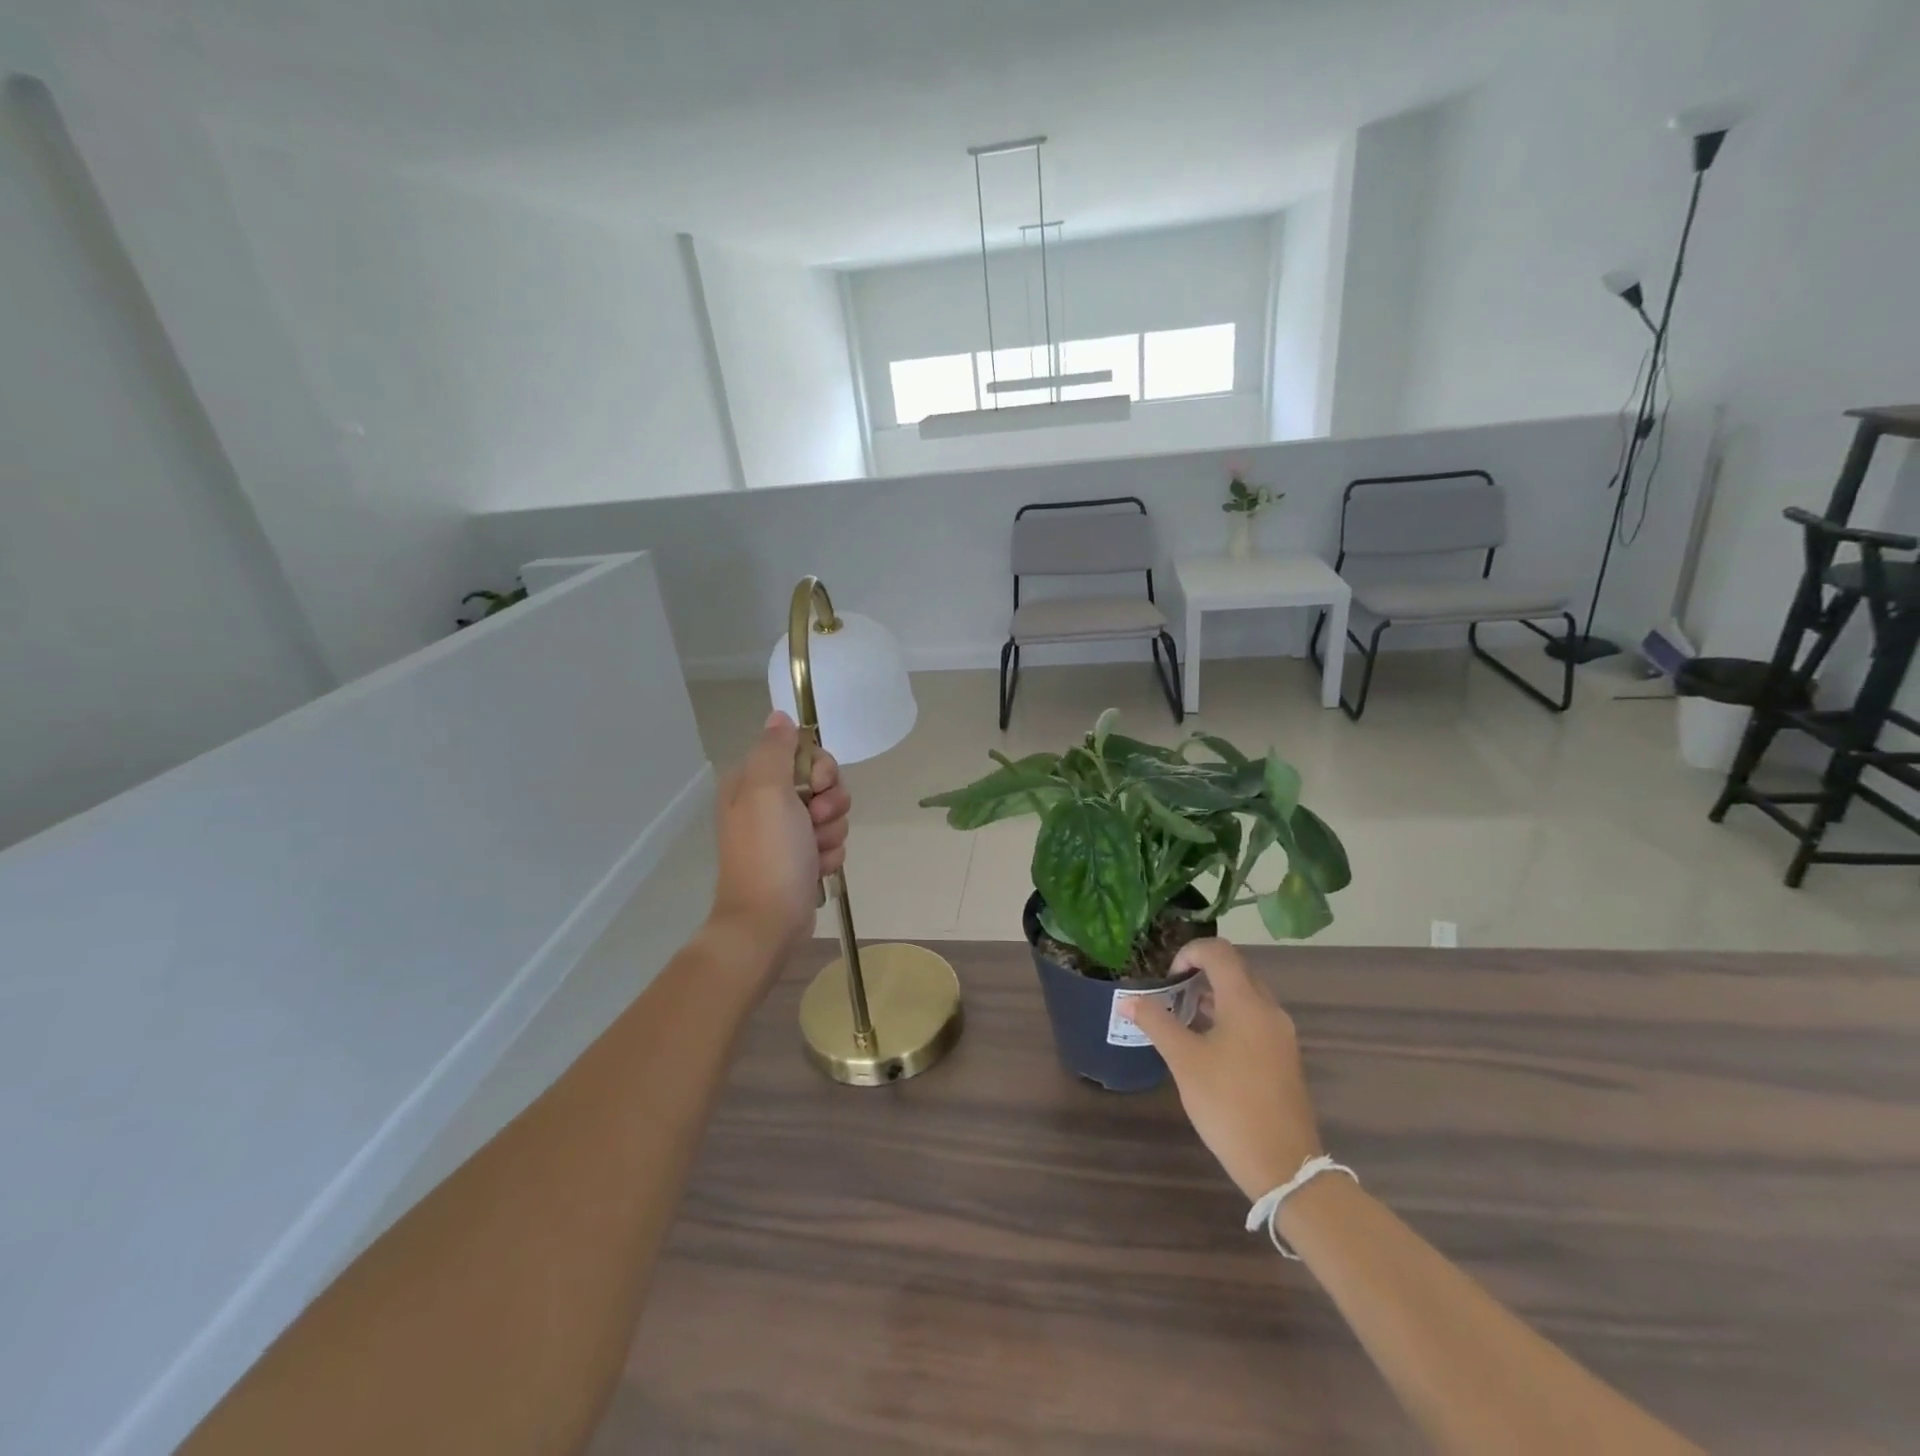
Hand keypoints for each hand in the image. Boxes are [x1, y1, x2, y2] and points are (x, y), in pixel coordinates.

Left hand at [707, 712, 849, 972]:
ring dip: (832, 831)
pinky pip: (831, 841)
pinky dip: (829, 854)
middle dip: (830, 802)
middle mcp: (767, 803)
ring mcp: (784, 833)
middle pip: (821, 782)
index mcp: (752, 782)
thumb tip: (780, 717)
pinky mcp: (800, 858)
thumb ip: (776, 750)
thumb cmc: (769, 854)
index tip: (817, 786)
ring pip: (831, 813)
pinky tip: (817, 869)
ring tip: (815, 853)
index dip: (819, 766)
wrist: (767, 922)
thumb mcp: (767, 791)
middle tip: (816, 821)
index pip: (801, 751)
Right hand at [1122, 938, 1322, 1200]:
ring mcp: (1280, 1034)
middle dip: (1200, 973)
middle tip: (1171, 993)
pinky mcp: (1284, 1057)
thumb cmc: (1229, 1104)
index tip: (1168, 976)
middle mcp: (1269, 1010)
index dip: (1189, 952)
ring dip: (1214, 996)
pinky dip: (1229, 1017)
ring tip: (1182, 1017)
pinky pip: (1254, 1019)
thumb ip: (1156, 1023)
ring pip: (1246, 996)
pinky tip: (1206, 1044)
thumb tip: (1128, 1001)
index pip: (1219, 952)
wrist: (1284, 1166)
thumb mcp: (1184, 1061)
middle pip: (1235, 970)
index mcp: (1246, 1002)